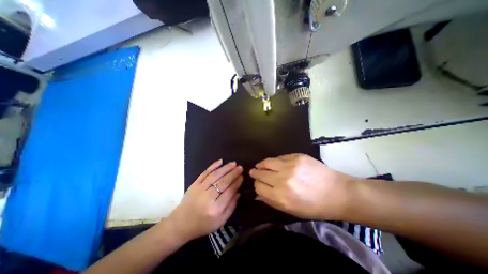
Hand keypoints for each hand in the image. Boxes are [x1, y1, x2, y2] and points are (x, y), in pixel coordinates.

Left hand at [168, 160, 242, 242]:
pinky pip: (204, 173)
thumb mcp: (221, 221)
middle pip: (223, 182)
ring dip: (225, 168)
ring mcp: (200, 189)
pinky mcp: (194, 184)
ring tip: (233, 163)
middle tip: (240, 167)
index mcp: (216, 209)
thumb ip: (231, 207)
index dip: (237, 182)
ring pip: (215, 175)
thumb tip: (239, 192)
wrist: (181, 224)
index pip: (229, 191)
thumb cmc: (203, 224)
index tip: (242, 176)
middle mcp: (208, 197)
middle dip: (233, 173)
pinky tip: (220, 161)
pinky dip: (213, 166)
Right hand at [249, 154, 357, 219]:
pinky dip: (275, 161)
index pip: (259, 187)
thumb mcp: (292, 210)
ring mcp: (290, 166)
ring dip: (261, 164)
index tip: (257, 184)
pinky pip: (279, 157)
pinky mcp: (297, 156)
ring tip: (259, 165)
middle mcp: (283, 180)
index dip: (256, 185)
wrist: (338, 192)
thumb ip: (271, 201)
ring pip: (267, 162)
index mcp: (281, 197)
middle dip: (256, 173)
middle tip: (253, 172)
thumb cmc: (315, 206)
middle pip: (261, 173)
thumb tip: (257, 194)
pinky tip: (275, 163)